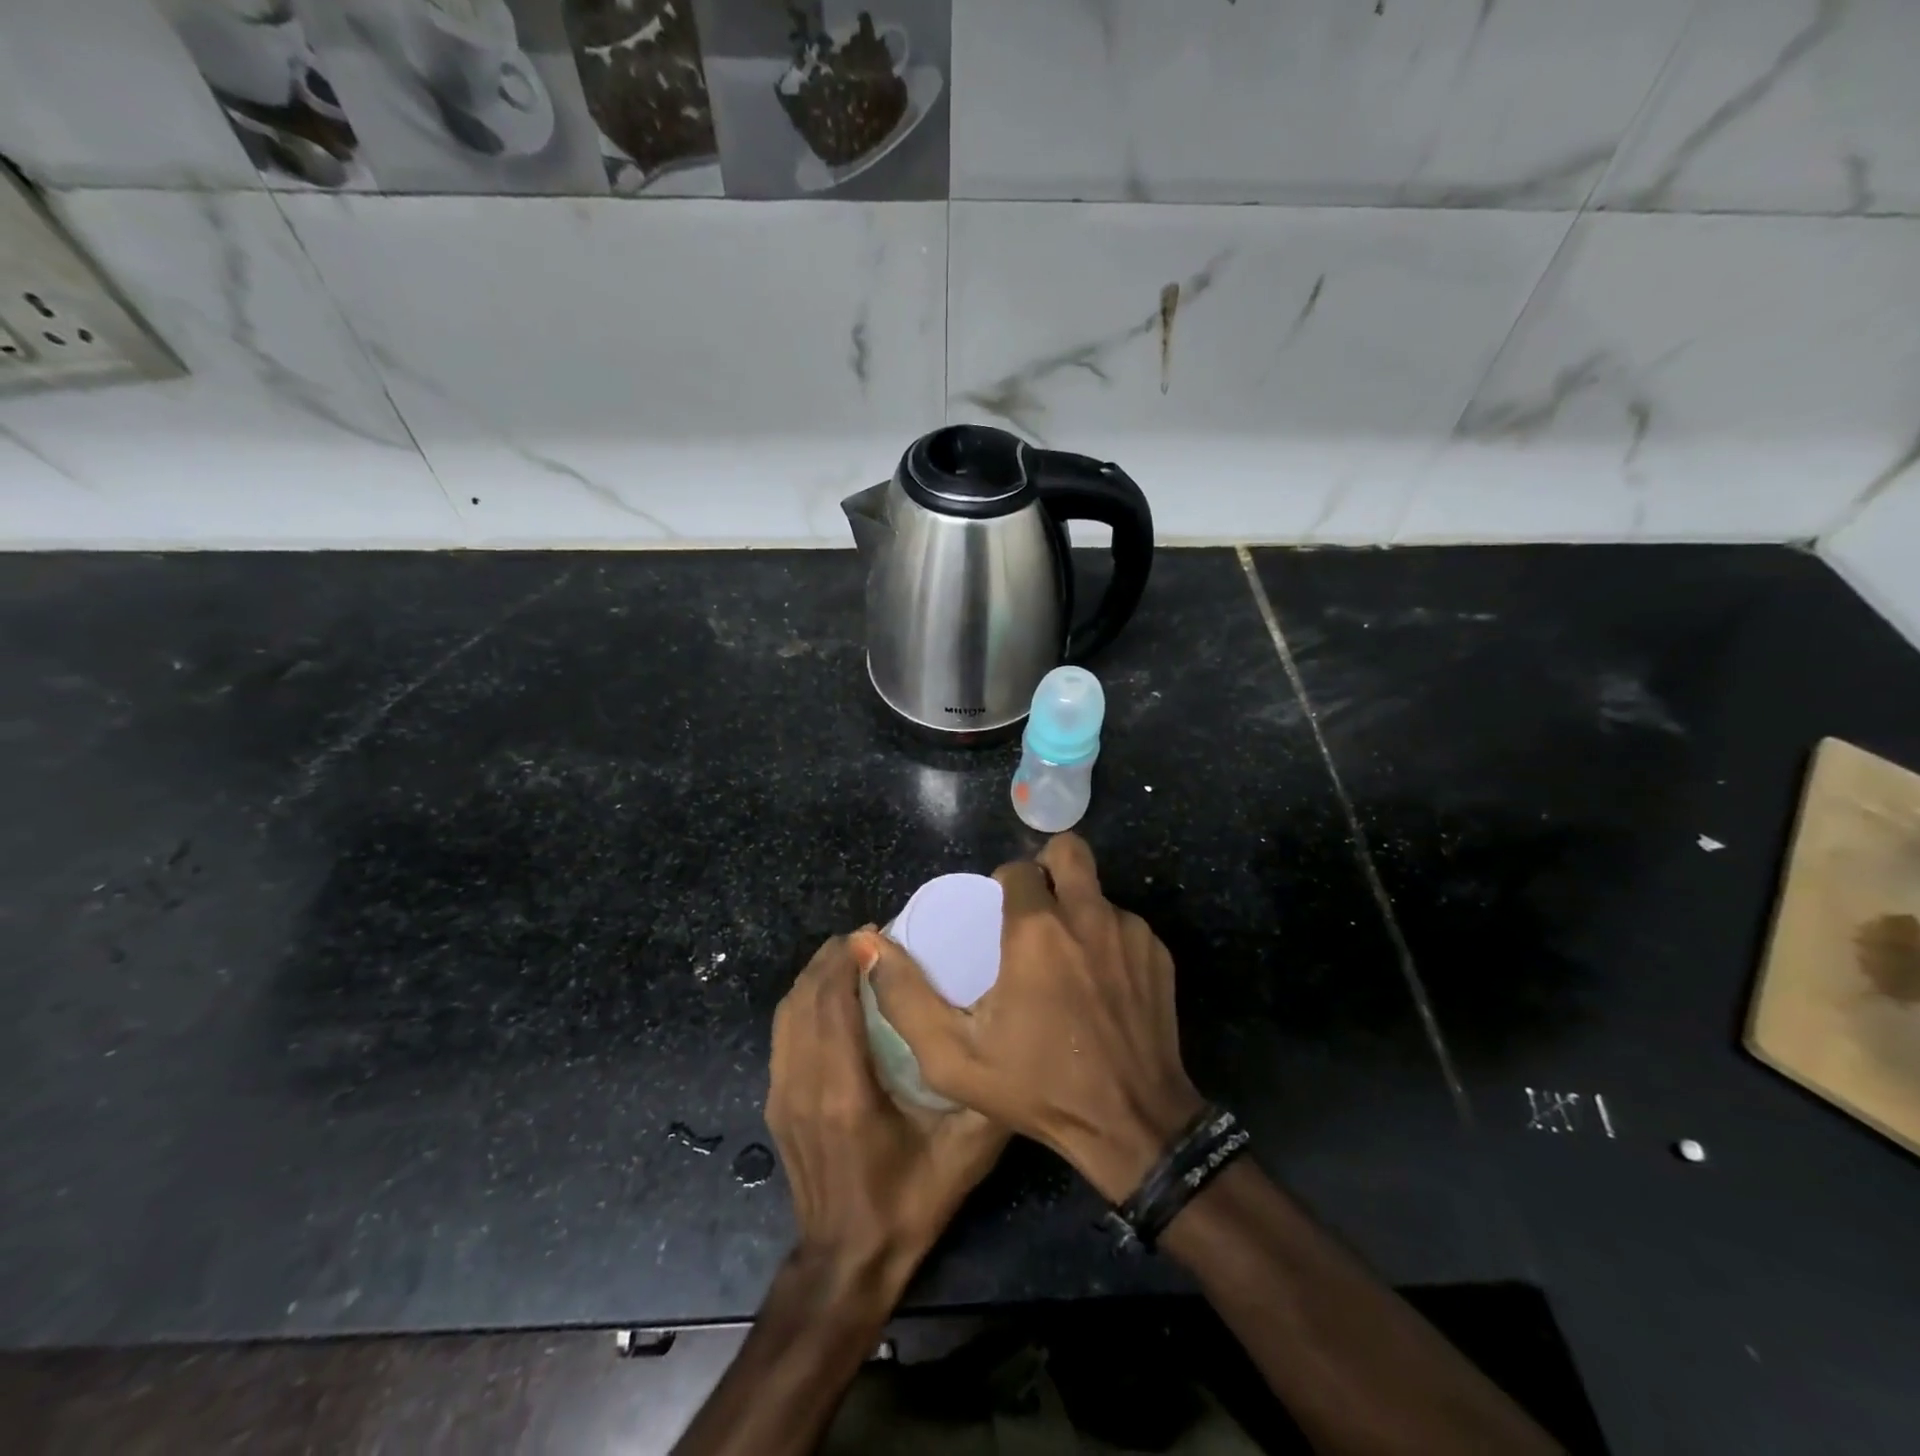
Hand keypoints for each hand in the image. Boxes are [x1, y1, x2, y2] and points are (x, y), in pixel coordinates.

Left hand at [766, 932, 1009, 1293]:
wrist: (846, 1262)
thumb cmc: (908, 1203)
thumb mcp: (963, 1154)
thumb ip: (988, 1097)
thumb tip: (1009, 1040)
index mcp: (846, 1093)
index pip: (834, 1003)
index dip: (849, 959)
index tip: (876, 931)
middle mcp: (805, 1084)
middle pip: (806, 997)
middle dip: (833, 957)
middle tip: (869, 936)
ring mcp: (782, 1094)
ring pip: (788, 1011)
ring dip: (814, 975)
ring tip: (849, 956)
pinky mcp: (775, 1102)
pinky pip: (782, 1033)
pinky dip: (802, 1000)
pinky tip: (829, 994)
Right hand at [867, 833, 1201, 1202]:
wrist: (1132, 1124)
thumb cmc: (1037, 1088)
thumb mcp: (952, 1056)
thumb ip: (904, 996)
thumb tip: (868, 942)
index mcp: (1037, 930)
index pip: (1018, 868)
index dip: (1005, 884)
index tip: (999, 918)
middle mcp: (1088, 916)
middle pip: (1069, 850)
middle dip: (1050, 867)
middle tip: (1036, 907)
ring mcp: (1130, 932)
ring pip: (1097, 892)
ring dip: (1078, 910)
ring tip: (1067, 959)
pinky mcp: (1159, 953)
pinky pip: (1124, 924)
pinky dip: (1107, 940)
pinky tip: (1101, 984)